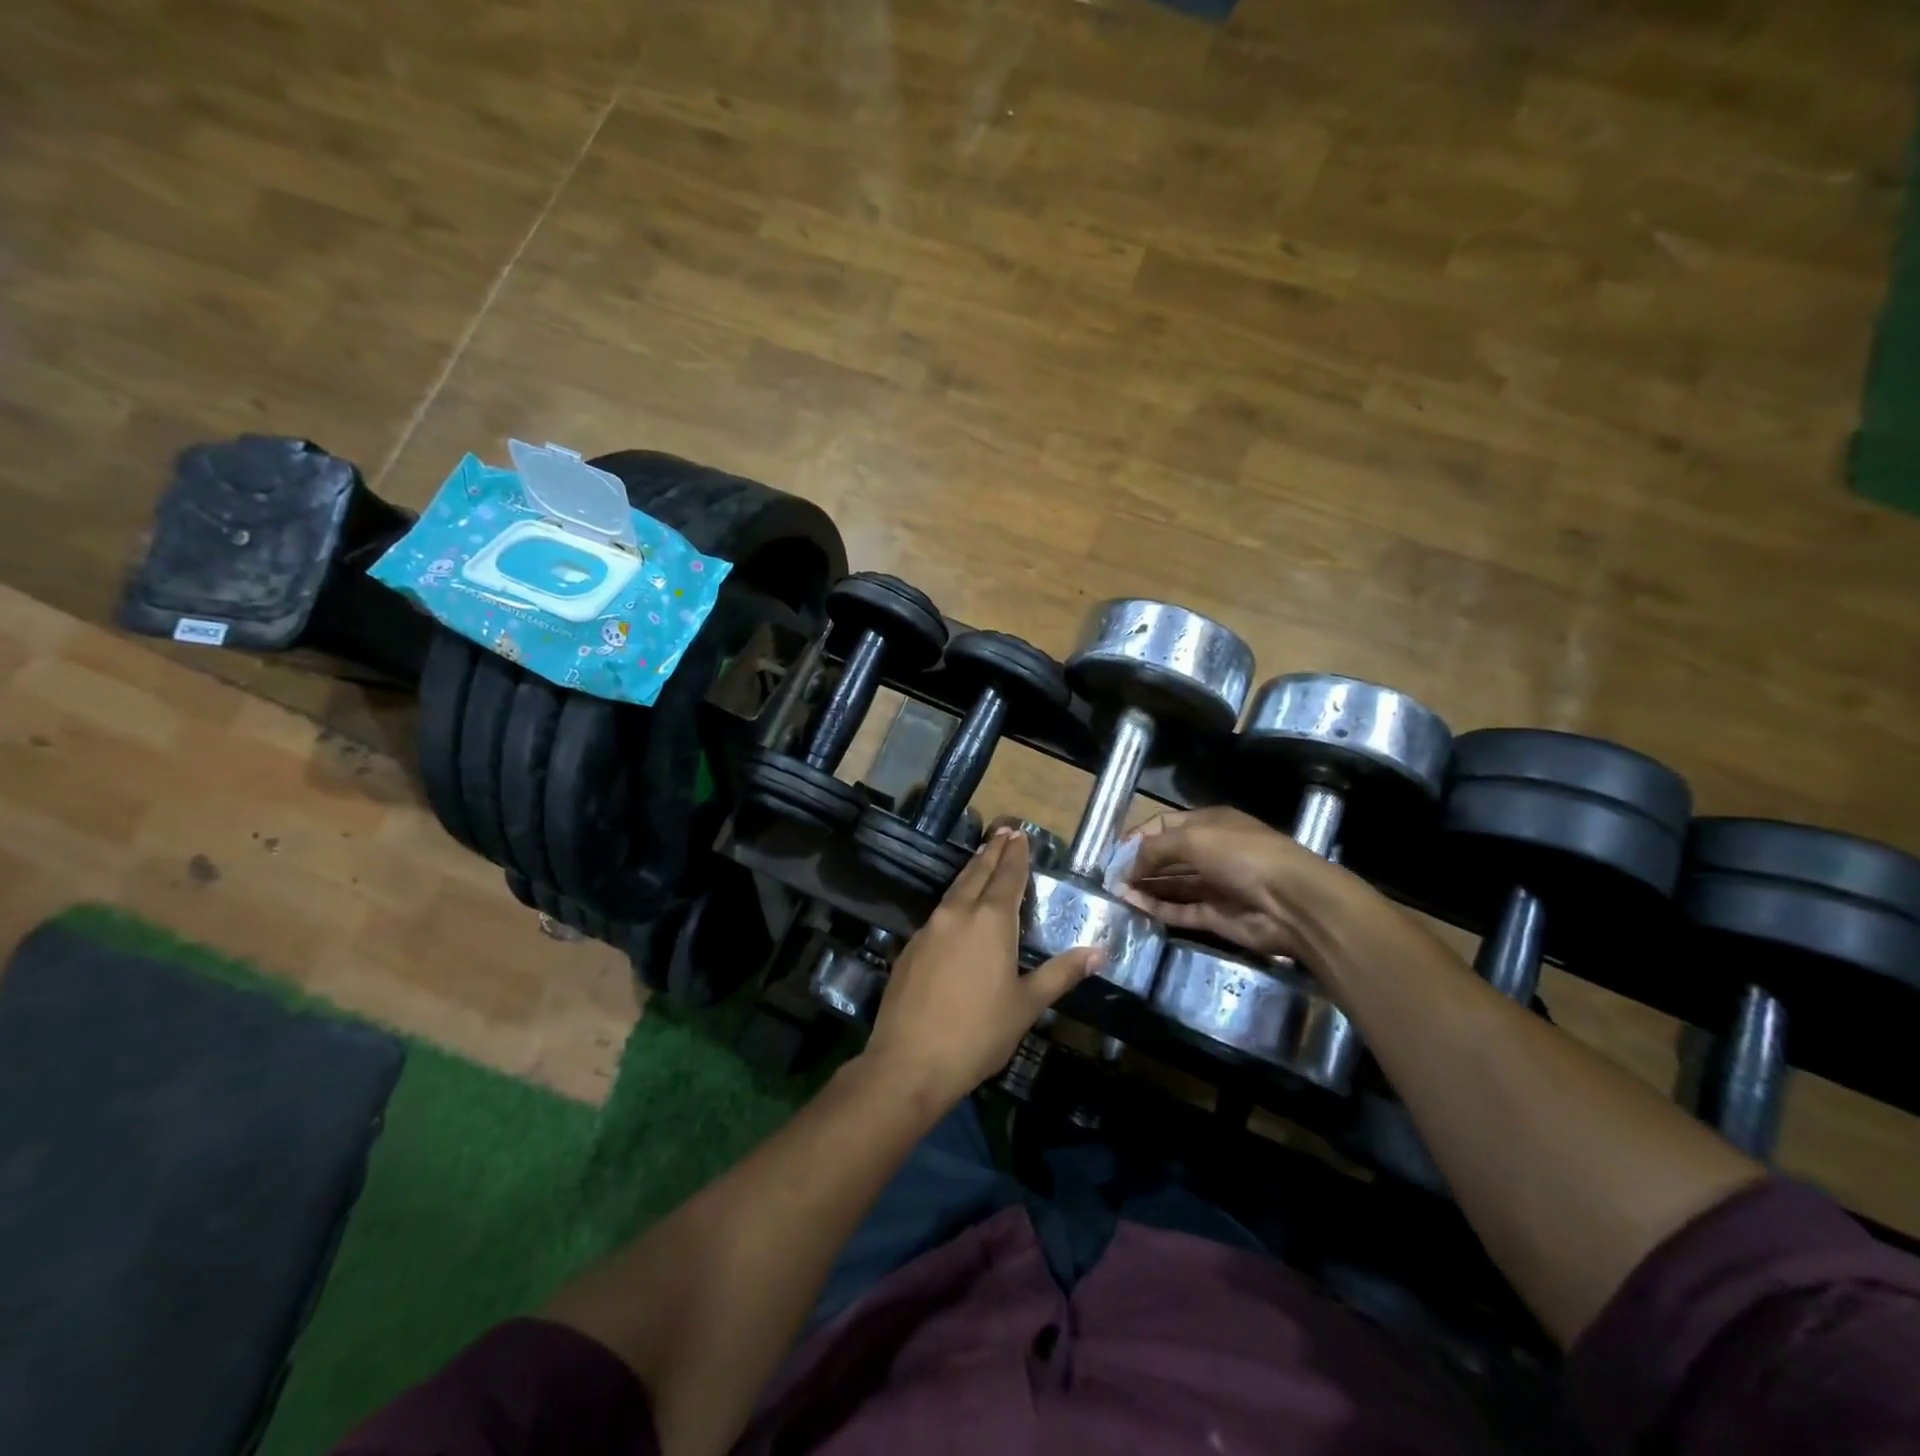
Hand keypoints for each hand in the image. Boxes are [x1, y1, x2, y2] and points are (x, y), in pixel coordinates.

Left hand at [866, 829, 1102, 1102]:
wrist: (910, 1061)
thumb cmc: (978, 1033)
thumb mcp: (1027, 1005)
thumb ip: (1060, 974)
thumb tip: (1099, 951)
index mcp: (990, 921)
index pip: (1007, 877)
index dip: (1015, 855)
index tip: (1020, 834)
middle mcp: (958, 914)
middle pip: (977, 873)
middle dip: (992, 852)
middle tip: (1003, 832)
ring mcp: (929, 929)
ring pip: (954, 889)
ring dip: (971, 871)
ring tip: (982, 858)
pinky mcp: (910, 948)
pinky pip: (938, 912)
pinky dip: (953, 898)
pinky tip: (956, 908)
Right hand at [1119, 806, 1356, 958]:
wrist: (1291, 902)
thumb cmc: (1241, 855)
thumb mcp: (1193, 839)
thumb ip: (1154, 849)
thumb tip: (1127, 865)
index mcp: (1210, 824)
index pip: (1165, 826)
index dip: (1139, 837)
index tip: (1113, 853)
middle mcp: (1212, 852)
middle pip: (1167, 857)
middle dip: (1139, 864)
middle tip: (1109, 878)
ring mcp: (1214, 886)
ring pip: (1172, 885)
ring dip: (1145, 888)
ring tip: (1115, 894)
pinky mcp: (1216, 916)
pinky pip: (1180, 910)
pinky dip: (1157, 908)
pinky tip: (1133, 907)